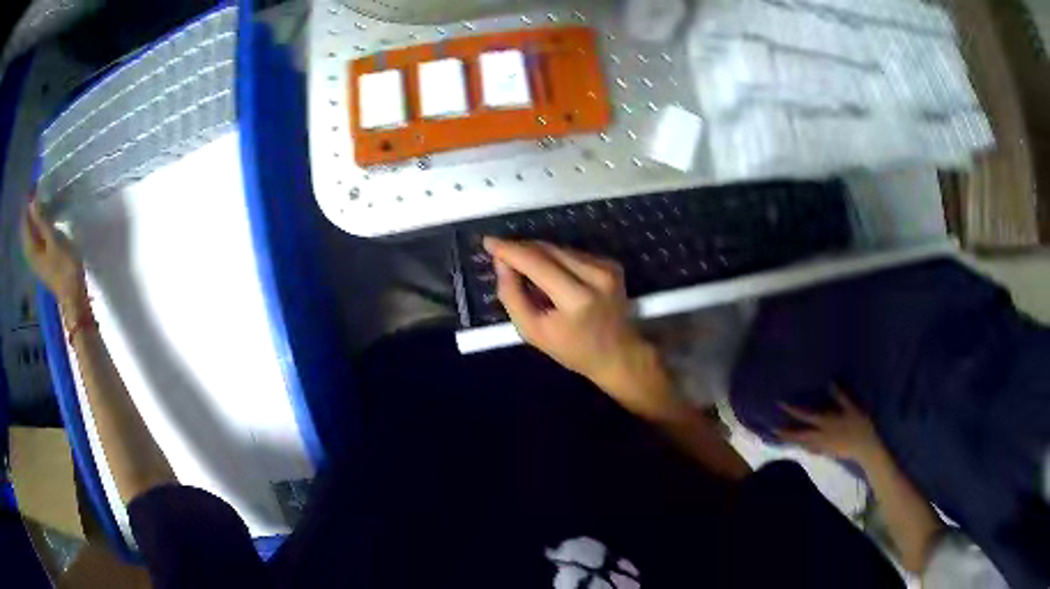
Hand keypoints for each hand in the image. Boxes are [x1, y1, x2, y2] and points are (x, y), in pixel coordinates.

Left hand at [21, 199, 86, 309]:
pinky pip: (34, 238)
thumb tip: (32, 201)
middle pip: (26, 227)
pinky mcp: (41, 259)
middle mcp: (30, 252)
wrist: (72, 294)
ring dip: (33, 217)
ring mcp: (35, 258)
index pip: (25, 220)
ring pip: (30, 232)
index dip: (28, 202)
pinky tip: (43, 219)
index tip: (35, 183)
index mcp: (30, 247)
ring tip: (41, 201)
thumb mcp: (53, 240)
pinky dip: (37, 226)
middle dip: (30, 209)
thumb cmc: (64, 266)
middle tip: (38, 189)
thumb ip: (41, 221)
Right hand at [484, 237, 683, 421]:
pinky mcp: (611, 263)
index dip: (510, 250)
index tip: (488, 241)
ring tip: (523, 269)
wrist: (618, 354)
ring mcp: (607, 267)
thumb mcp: (533, 332)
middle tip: (499, 253)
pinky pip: (573, 254)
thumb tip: (501, 262)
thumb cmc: (572, 350)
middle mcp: (596, 275)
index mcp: (577, 298)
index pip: (536, 263)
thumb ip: (512, 296)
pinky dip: (556, 260)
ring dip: (538, 254)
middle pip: (548, 250)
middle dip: (521, 248)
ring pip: (560, 249)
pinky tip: (551, 276)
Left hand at [777, 387, 882, 462]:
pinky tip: (799, 447)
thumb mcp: (852, 407)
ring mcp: (822, 446)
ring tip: (779, 439)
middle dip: (785, 432)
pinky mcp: (827, 452)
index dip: (792, 409)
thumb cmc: (861, 425)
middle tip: (772, 429)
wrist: (865, 448)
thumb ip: (841, 396)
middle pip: (799, 434)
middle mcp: (821, 435)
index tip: (780, 404)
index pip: (805, 415)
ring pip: (803, 443)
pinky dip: (802, 448)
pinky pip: (811, 450)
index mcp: (826, 422)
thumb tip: (830, 382)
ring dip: (791, 441)